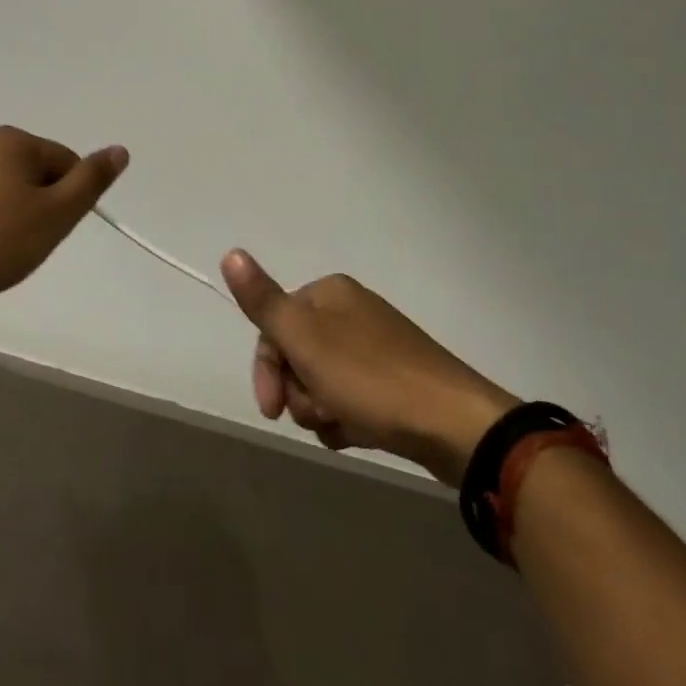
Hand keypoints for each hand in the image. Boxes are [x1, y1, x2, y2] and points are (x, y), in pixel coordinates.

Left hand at [0, 126, 127, 301]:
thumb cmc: (4, 237)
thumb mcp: (59, 211)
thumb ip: (92, 179)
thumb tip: (120, 150)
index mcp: (13, 139)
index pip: (65, 163)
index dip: (68, 198)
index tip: (52, 227)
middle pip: (38, 172)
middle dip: (43, 203)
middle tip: (30, 238)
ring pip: (11, 187)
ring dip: (18, 212)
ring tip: (6, 244)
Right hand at [221, 251, 519, 484]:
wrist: (455, 426)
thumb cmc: (371, 379)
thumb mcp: (305, 340)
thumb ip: (263, 301)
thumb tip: (230, 252)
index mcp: (329, 293)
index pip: (274, 325)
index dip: (268, 369)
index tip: (271, 409)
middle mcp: (352, 311)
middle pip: (297, 354)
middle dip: (298, 391)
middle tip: (317, 414)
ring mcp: (377, 347)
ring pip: (322, 381)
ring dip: (322, 409)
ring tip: (344, 426)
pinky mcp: (396, 382)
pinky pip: (352, 398)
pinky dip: (347, 419)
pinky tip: (359, 434)